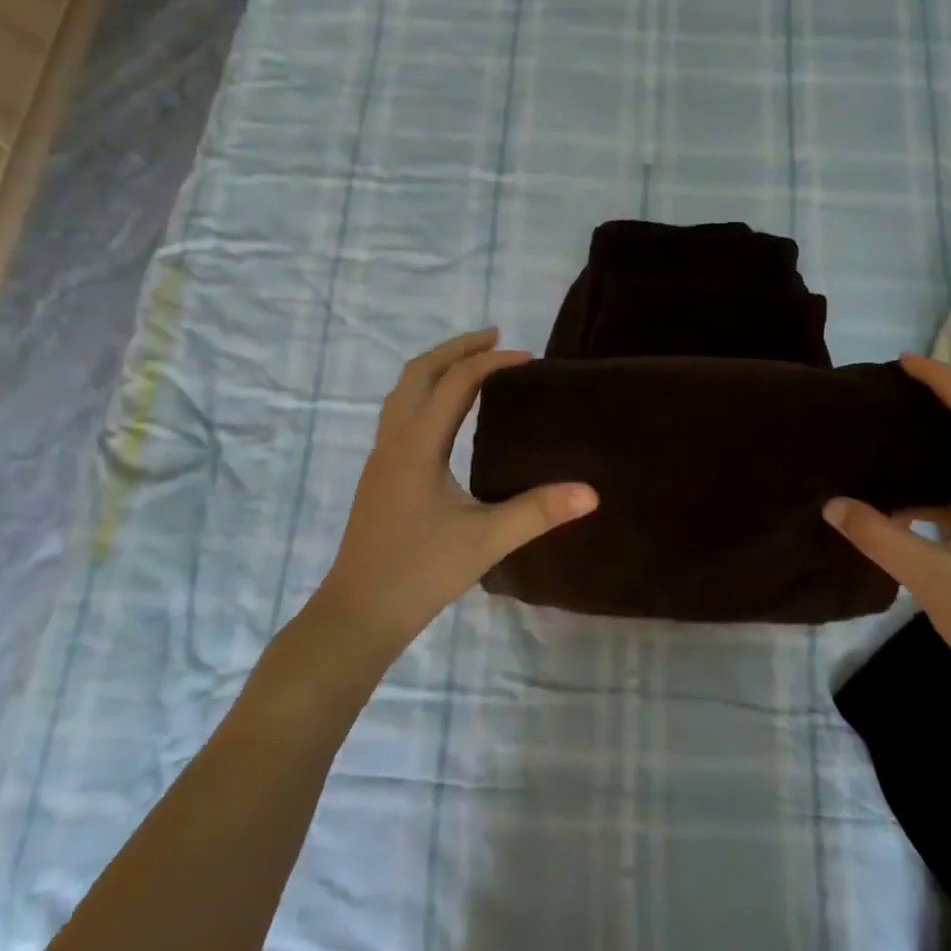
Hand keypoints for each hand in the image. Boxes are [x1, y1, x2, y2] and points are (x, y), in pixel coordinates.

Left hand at [311, 329, 597, 655]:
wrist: (358, 613)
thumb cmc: (420, 573)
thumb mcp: (486, 540)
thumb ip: (538, 512)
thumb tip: (592, 492)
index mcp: (418, 445)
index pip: (456, 383)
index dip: (492, 362)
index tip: (528, 358)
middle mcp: (394, 440)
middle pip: (419, 372)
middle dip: (457, 348)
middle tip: (495, 338)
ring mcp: (381, 457)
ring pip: (403, 391)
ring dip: (437, 367)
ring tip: (473, 364)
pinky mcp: (379, 474)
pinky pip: (400, 412)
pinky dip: (426, 392)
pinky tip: (447, 414)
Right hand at [823, 353, 950, 730]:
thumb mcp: (934, 579)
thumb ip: (880, 537)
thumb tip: (831, 504)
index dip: (947, 384)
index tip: (908, 361)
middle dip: (946, 406)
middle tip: (900, 387)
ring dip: (939, 450)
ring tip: (896, 434)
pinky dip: (935, 496)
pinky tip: (899, 506)